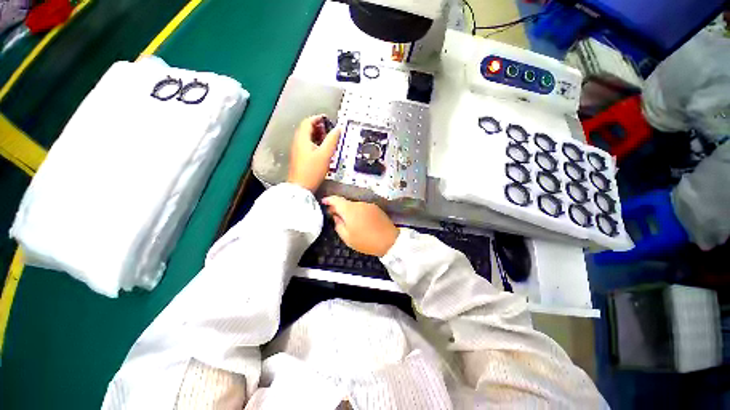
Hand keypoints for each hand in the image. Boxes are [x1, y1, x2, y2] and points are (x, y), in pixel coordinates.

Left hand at [288, 115, 341, 191]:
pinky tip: (322, 151)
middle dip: (318, 127)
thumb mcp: (325, 154)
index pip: (308, 122)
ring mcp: (297, 150)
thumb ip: (332, 140)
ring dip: (317, 136)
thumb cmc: (313, 170)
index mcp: (302, 139)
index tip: (327, 119)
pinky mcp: (299, 158)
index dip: (318, 118)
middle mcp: (297, 142)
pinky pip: (306, 145)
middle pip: (306, 129)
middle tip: (329, 130)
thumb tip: (338, 129)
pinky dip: (314, 143)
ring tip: (327, 140)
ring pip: (307, 138)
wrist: (301, 187)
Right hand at [322, 196, 399, 256]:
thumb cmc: (366, 241)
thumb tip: (336, 216)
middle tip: (334, 215)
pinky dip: (358, 212)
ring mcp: (369, 205)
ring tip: (348, 221)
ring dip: (349, 210)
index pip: (336, 199)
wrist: (389, 241)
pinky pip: (363, 207)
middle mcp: (359, 203)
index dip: (328, 200)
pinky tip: (359, 221)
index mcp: (350, 209)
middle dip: (339, 207)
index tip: (323, 202)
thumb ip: (338, 225)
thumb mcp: (347, 238)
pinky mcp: (376, 208)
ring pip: (354, 205)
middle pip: (346, 202)